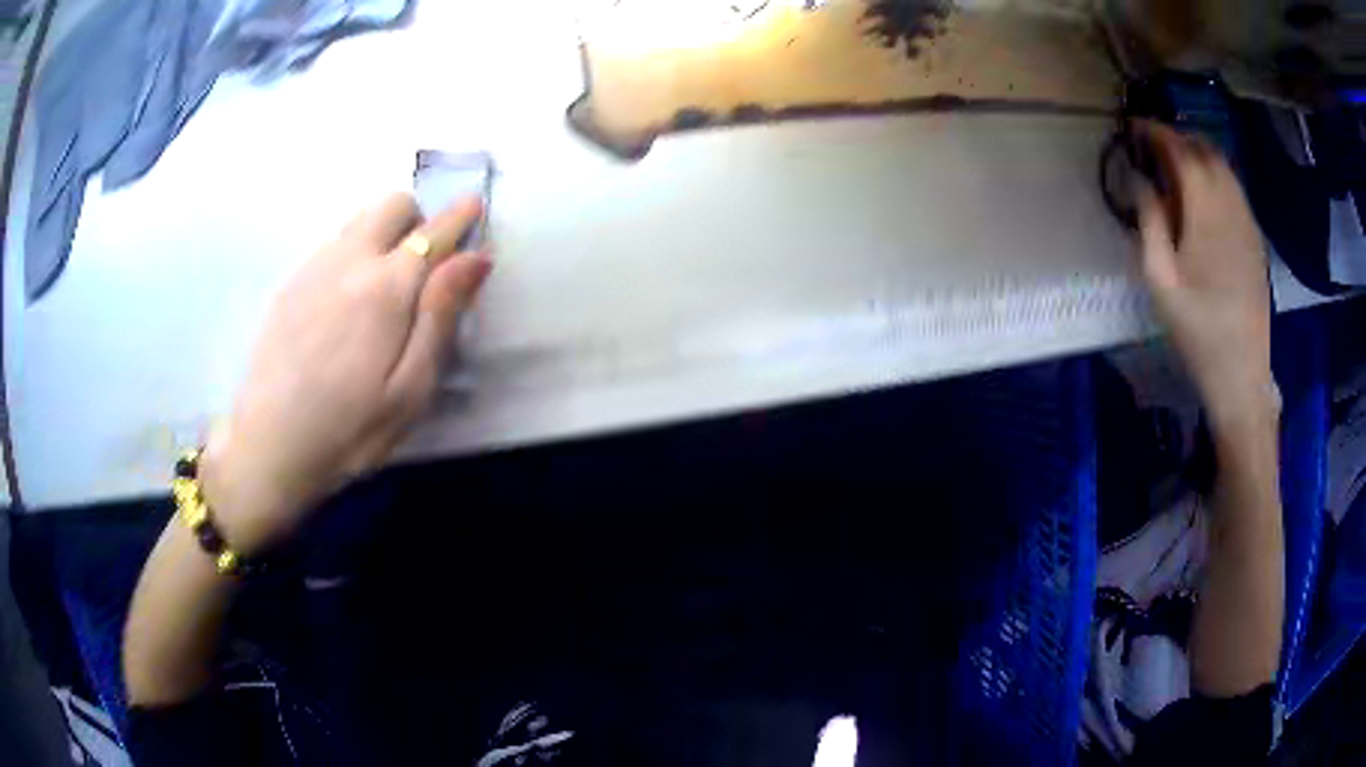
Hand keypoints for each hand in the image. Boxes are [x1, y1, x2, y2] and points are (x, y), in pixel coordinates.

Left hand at [199, 193, 491, 553]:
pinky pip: (332, 244)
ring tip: (384, 284)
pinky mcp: (290, 284)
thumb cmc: (350, 430)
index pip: (433, 233)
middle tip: (423, 263)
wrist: (269, 447)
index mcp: (386, 287)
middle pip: (391, 205)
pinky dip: (353, 252)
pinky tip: (346, 302)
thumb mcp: (411, 388)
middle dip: (417, 218)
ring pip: (359, 220)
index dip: (460, 216)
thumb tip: (475, 257)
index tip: (475, 204)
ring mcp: (313, 268)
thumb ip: (441, 315)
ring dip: (383, 233)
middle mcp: (349, 261)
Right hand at [1136, 121, 1274, 430]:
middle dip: (1177, 138)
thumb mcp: (1161, 281)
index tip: (1134, 127)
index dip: (1155, 132)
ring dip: (1198, 154)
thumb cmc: (1197, 331)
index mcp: (1206, 211)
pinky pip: (1235, 188)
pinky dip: (1215, 175)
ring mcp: (1248, 221)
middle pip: (1205, 149)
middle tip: (1153, 146)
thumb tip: (1139, 179)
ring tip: (1176, 165)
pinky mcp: (1256, 237)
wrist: (1242, 373)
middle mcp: (1231, 205)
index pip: (1180, 150)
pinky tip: (1203, 194)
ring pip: (1224, 166)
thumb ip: (1149, 222)